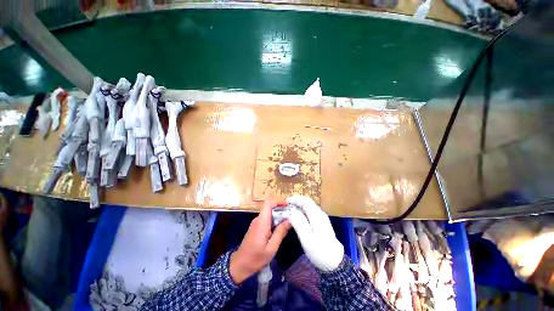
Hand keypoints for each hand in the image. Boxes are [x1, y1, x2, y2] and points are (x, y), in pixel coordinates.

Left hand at [229, 199, 290, 283]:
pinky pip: (267, 219)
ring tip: (288, 220)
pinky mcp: (256, 227)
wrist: (239, 265)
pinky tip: (280, 227)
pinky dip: (275, 220)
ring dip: (278, 214)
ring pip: (269, 213)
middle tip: (292, 214)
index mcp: (262, 222)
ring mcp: (256, 223)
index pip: (268, 203)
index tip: (288, 205)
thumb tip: (289, 220)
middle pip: (270, 207)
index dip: (278, 201)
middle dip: (281, 208)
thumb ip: (280, 232)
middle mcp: (258, 219)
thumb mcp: (271, 248)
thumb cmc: (256, 258)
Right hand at [287, 195, 343, 271]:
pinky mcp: (321, 222)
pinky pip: (310, 211)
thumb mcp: (307, 239)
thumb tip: (290, 212)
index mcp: (317, 215)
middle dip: (295, 202)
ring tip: (288, 211)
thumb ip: (299, 223)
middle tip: (285, 207)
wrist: (335, 262)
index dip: (294, 199)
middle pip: (306, 202)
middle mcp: (320, 213)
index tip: (285, 203)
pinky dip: (302, 211)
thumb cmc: (320, 251)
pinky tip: (297, 217)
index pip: (305, 200)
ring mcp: (321, 217)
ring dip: (298, 206)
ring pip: (308, 206)